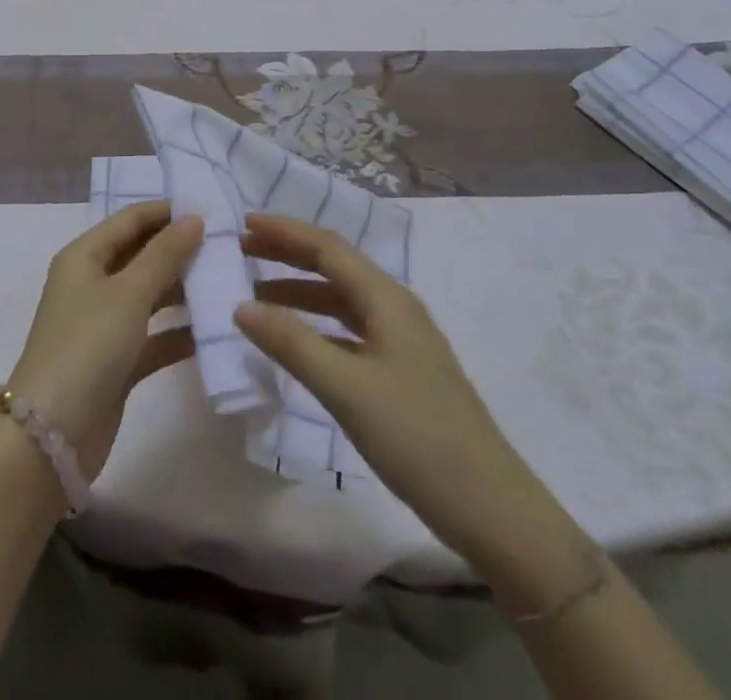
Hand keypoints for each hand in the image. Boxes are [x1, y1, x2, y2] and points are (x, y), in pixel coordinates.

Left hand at [8, 201, 202, 478]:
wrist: (51, 436)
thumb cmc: (87, 346)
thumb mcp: (128, 293)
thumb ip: (164, 254)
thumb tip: (194, 218)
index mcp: (84, 257)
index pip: (130, 220)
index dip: (167, 212)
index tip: (211, 209)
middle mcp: (92, 284)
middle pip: (141, 255)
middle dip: (180, 249)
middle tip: (227, 246)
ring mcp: (105, 324)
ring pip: (151, 295)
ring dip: (184, 289)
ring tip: (227, 281)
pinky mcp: (118, 361)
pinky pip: (155, 336)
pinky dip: (180, 332)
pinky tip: (215, 330)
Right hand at [233, 213, 556, 563]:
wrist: (489, 507)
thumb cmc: (416, 437)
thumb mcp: (346, 388)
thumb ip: (292, 343)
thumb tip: (240, 306)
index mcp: (387, 299)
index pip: (328, 248)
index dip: (285, 232)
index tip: (243, 222)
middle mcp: (395, 308)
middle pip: (334, 267)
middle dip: (288, 254)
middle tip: (243, 249)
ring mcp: (400, 341)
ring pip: (340, 300)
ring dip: (299, 291)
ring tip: (256, 294)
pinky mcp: (399, 371)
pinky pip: (348, 331)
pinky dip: (315, 326)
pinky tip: (294, 341)